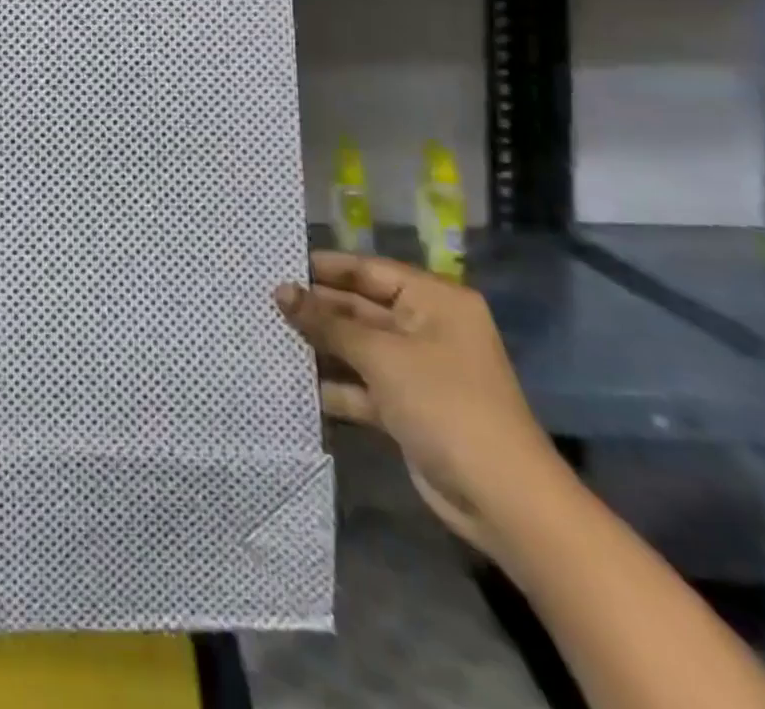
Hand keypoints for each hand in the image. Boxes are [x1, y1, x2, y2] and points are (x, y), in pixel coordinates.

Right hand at [275, 253, 566, 558]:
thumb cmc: (444, 404)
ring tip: (266, 334)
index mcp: (433, 301)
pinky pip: (361, 384)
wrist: (502, 500)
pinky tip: (291, 379)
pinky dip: (333, 384)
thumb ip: (327, 321)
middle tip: (263, 301)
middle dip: (316, 308)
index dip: (323, 267)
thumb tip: (280, 290)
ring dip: (319, 345)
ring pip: (357, 346)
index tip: (276, 264)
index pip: (368, 270)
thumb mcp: (380, 355)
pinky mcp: (406, 406)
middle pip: (360, 307)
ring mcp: (417, 369)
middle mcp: (426, 327)